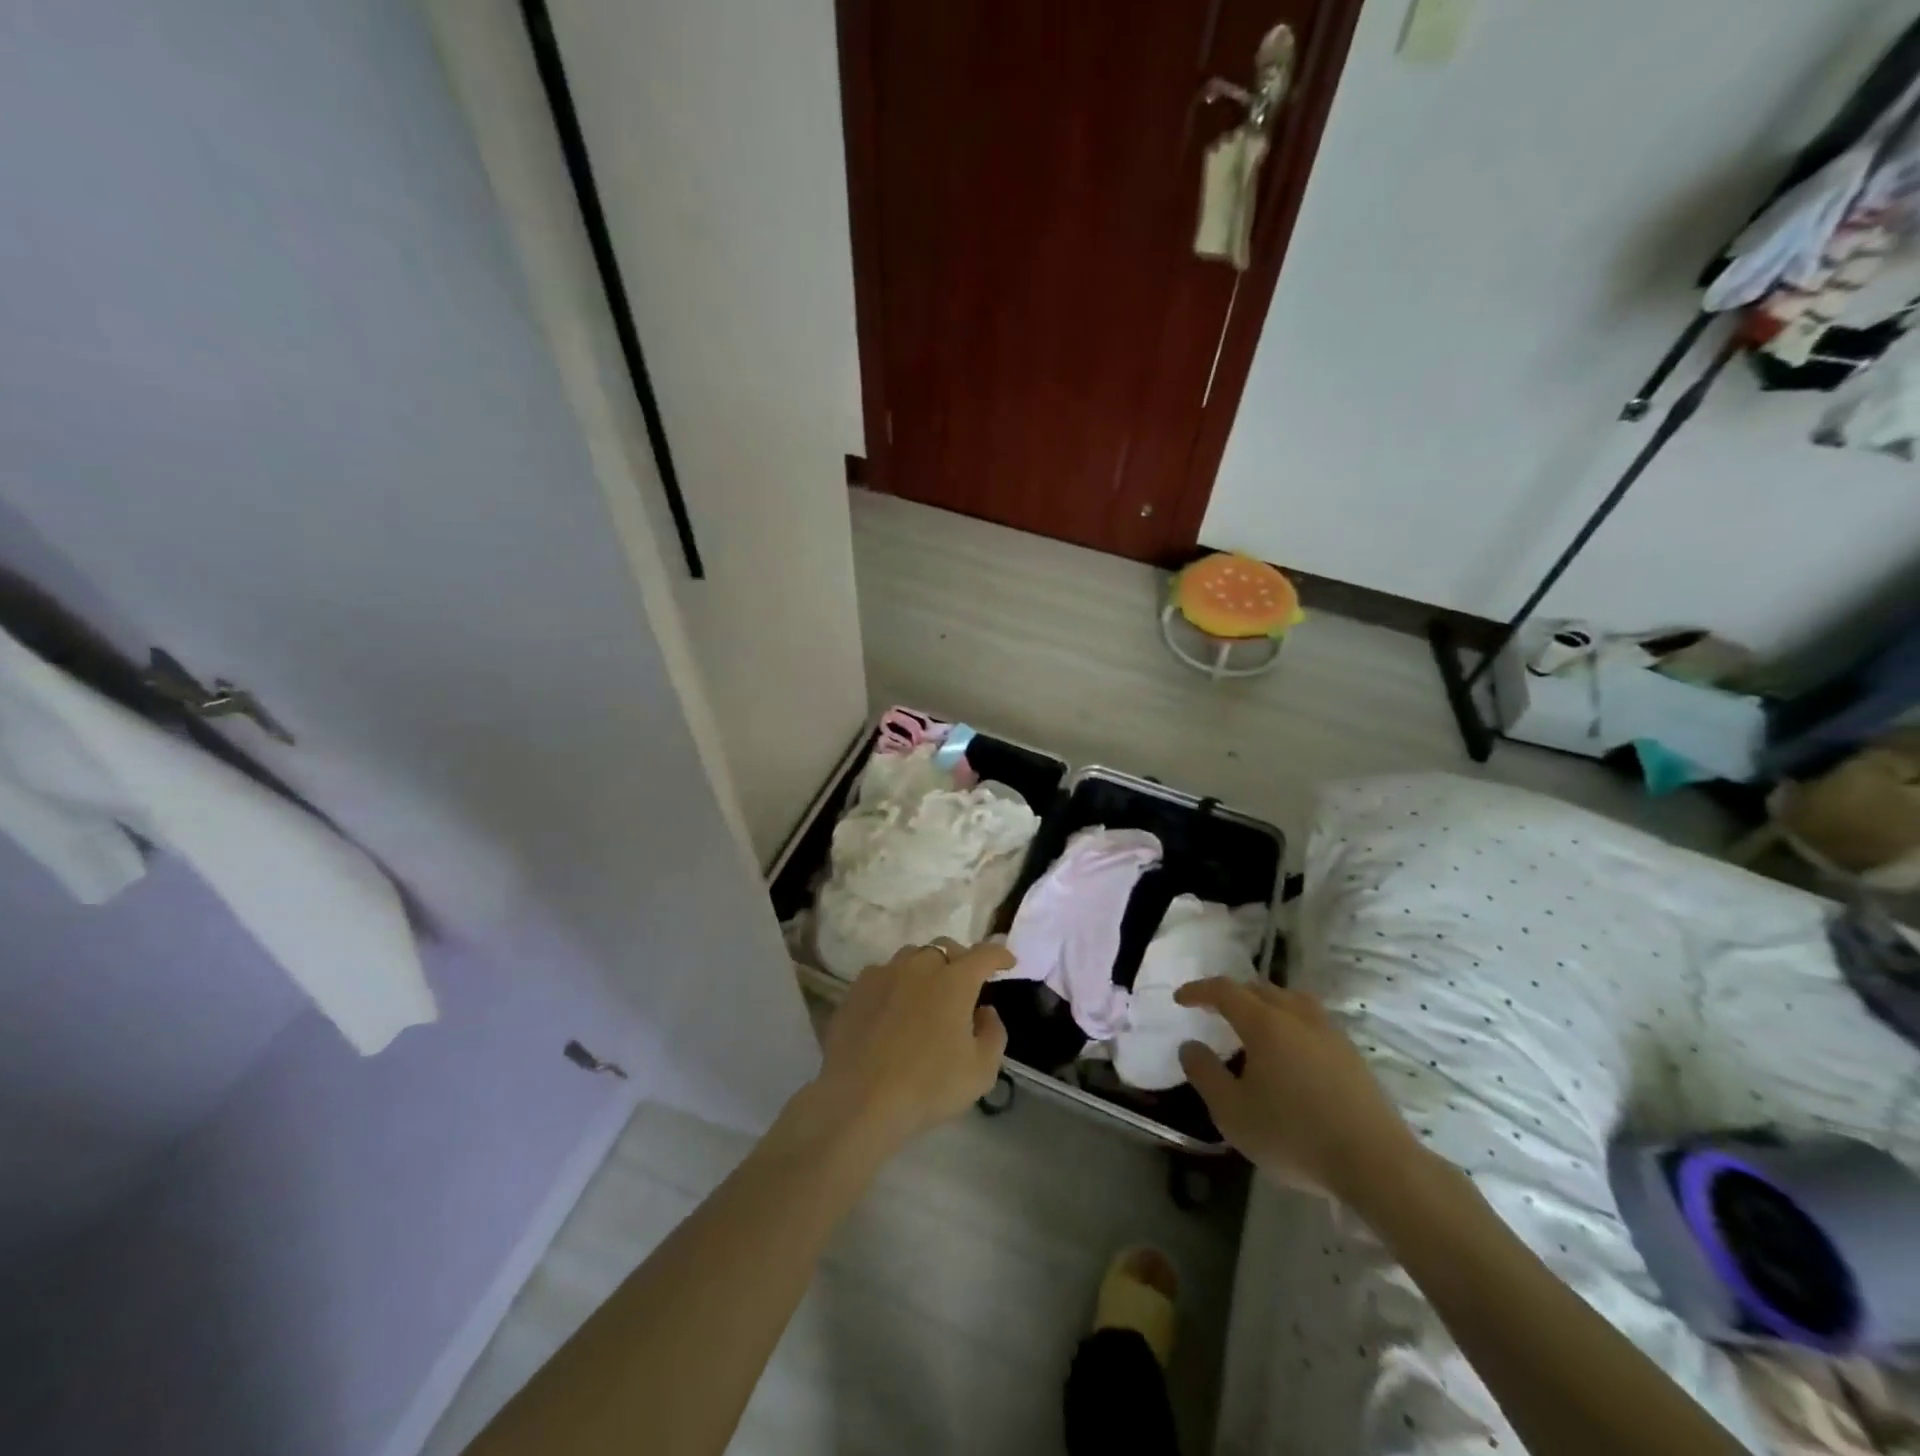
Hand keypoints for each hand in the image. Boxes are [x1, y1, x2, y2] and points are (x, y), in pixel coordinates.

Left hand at [803, 938, 1010, 1159]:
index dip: (1000, 955)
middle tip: (966, 981)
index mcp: (954, 981)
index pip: (984, 954)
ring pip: (911, 956)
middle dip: (961, 958)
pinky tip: (894, 1005)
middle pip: (945, 948)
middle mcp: (919, 967)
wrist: (860, 1099)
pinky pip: (883, 973)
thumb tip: (985, 1011)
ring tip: (928, 991)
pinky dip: (896, 982)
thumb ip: (993, 1033)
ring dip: (927, 967)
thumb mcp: (981, 1071)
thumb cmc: (928, 1086)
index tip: (1008, 962)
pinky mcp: (856, 989)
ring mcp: (884, 974)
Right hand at [1176, 980, 1420, 1201]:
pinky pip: (1311, 1020)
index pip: (1224, 990)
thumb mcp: (1233, 1112)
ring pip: (1290, 1000)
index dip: (1199, 990)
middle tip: (1213, 1009)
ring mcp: (1330, 1032)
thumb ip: (1205, 1074)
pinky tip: (1290, 1050)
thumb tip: (1190, 1046)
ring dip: (1264, 1003)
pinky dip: (1290, 1021)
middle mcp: (1297, 1016)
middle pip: (1259, 989)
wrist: (1377, 1164)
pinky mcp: (1351, 1054)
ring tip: (1253, 1023)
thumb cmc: (1295, 1135)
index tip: (1180, 999)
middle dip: (1231, 994)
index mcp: (1265, 1023)